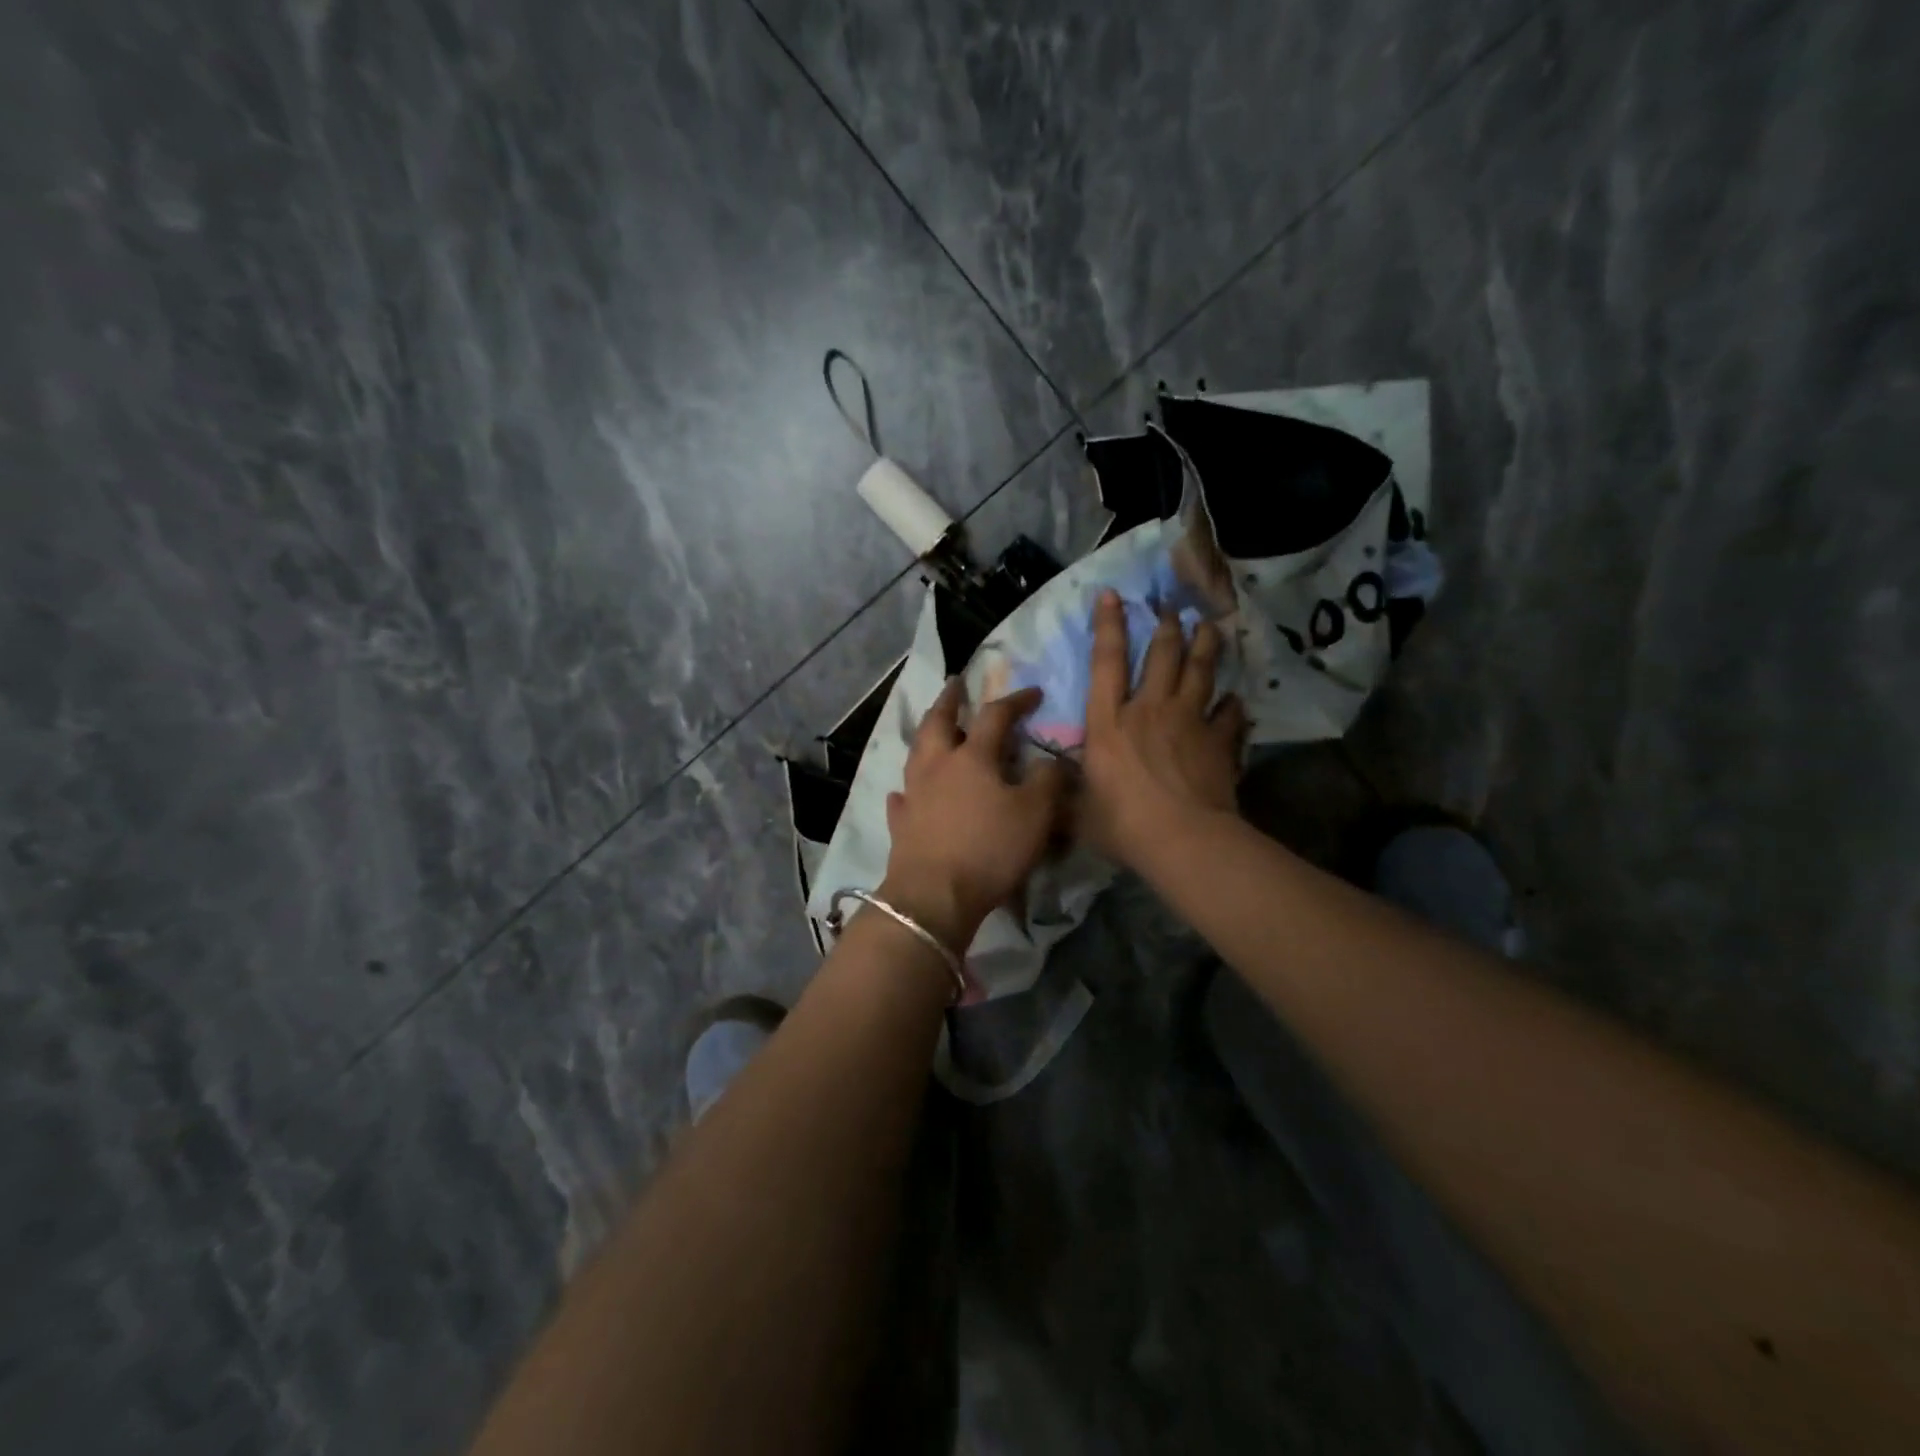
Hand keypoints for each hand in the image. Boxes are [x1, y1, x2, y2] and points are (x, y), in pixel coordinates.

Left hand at [881, 681, 1067, 950]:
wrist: (935, 896)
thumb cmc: (990, 849)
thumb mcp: (1036, 814)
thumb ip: (1048, 780)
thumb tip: (1053, 759)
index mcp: (972, 757)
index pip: (995, 716)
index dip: (1015, 701)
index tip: (1033, 693)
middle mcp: (937, 766)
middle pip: (939, 722)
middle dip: (950, 700)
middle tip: (956, 684)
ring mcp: (914, 794)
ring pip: (916, 753)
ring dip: (926, 735)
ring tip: (933, 728)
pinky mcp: (901, 824)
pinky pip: (902, 798)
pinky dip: (907, 789)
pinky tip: (905, 791)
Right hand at [1080, 590, 1245, 866]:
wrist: (1182, 840)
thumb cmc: (1122, 825)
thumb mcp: (1079, 812)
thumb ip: (1069, 793)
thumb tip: (1051, 787)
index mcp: (1108, 723)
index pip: (1106, 662)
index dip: (1109, 625)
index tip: (1113, 595)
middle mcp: (1148, 710)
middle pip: (1161, 655)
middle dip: (1166, 627)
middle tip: (1172, 607)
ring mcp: (1188, 721)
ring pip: (1199, 671)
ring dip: (1205, 646)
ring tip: (1210, 627)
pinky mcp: (1218, 741)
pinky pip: (1230, 714)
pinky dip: (1233, 706)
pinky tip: (1236, 701)